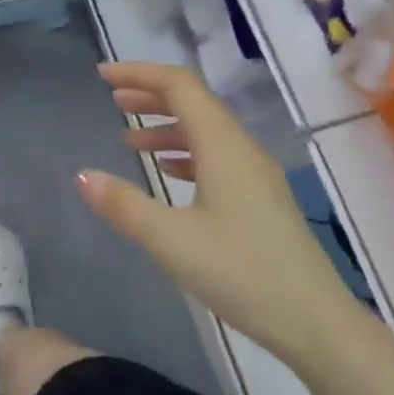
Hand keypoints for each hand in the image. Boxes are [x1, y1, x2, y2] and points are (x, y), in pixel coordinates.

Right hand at [76, 61, 358, 357]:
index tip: (102, 75)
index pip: (180, 86)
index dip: (140, 74)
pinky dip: (184, 153)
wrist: (313, 320)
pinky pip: (216, 157)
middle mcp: (242, 149)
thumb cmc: (240, 273)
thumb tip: (80, 174)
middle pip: (195, 103)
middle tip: (112, 98)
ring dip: (166, 126)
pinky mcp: (259, 198)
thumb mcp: (171, 240)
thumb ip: (123, 205)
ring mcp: (254, 173)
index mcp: (223, 146)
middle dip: (151, 95)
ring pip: (206, 131)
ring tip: (128, 138)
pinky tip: (166, 171)